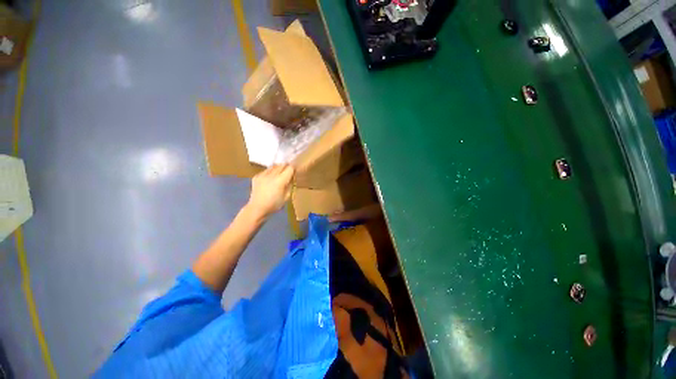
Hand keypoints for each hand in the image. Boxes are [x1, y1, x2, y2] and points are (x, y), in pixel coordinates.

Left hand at [246, 165, 294, 220]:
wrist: (257, 208)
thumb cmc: (274, 205)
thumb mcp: (287, 197)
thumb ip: (290, 185)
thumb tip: (292, 178)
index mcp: (280, 180)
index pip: (289, 168)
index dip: (293, 169)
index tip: (295, 171)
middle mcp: (271, 175)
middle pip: (281, 165)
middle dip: (286, 167)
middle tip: (288, 171)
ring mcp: (263, 175)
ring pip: (273, 166)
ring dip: (278, 168)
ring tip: (279, 173)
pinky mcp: (256, 176)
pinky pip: (266, 171)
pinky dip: (270, 172)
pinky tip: (270, 178)